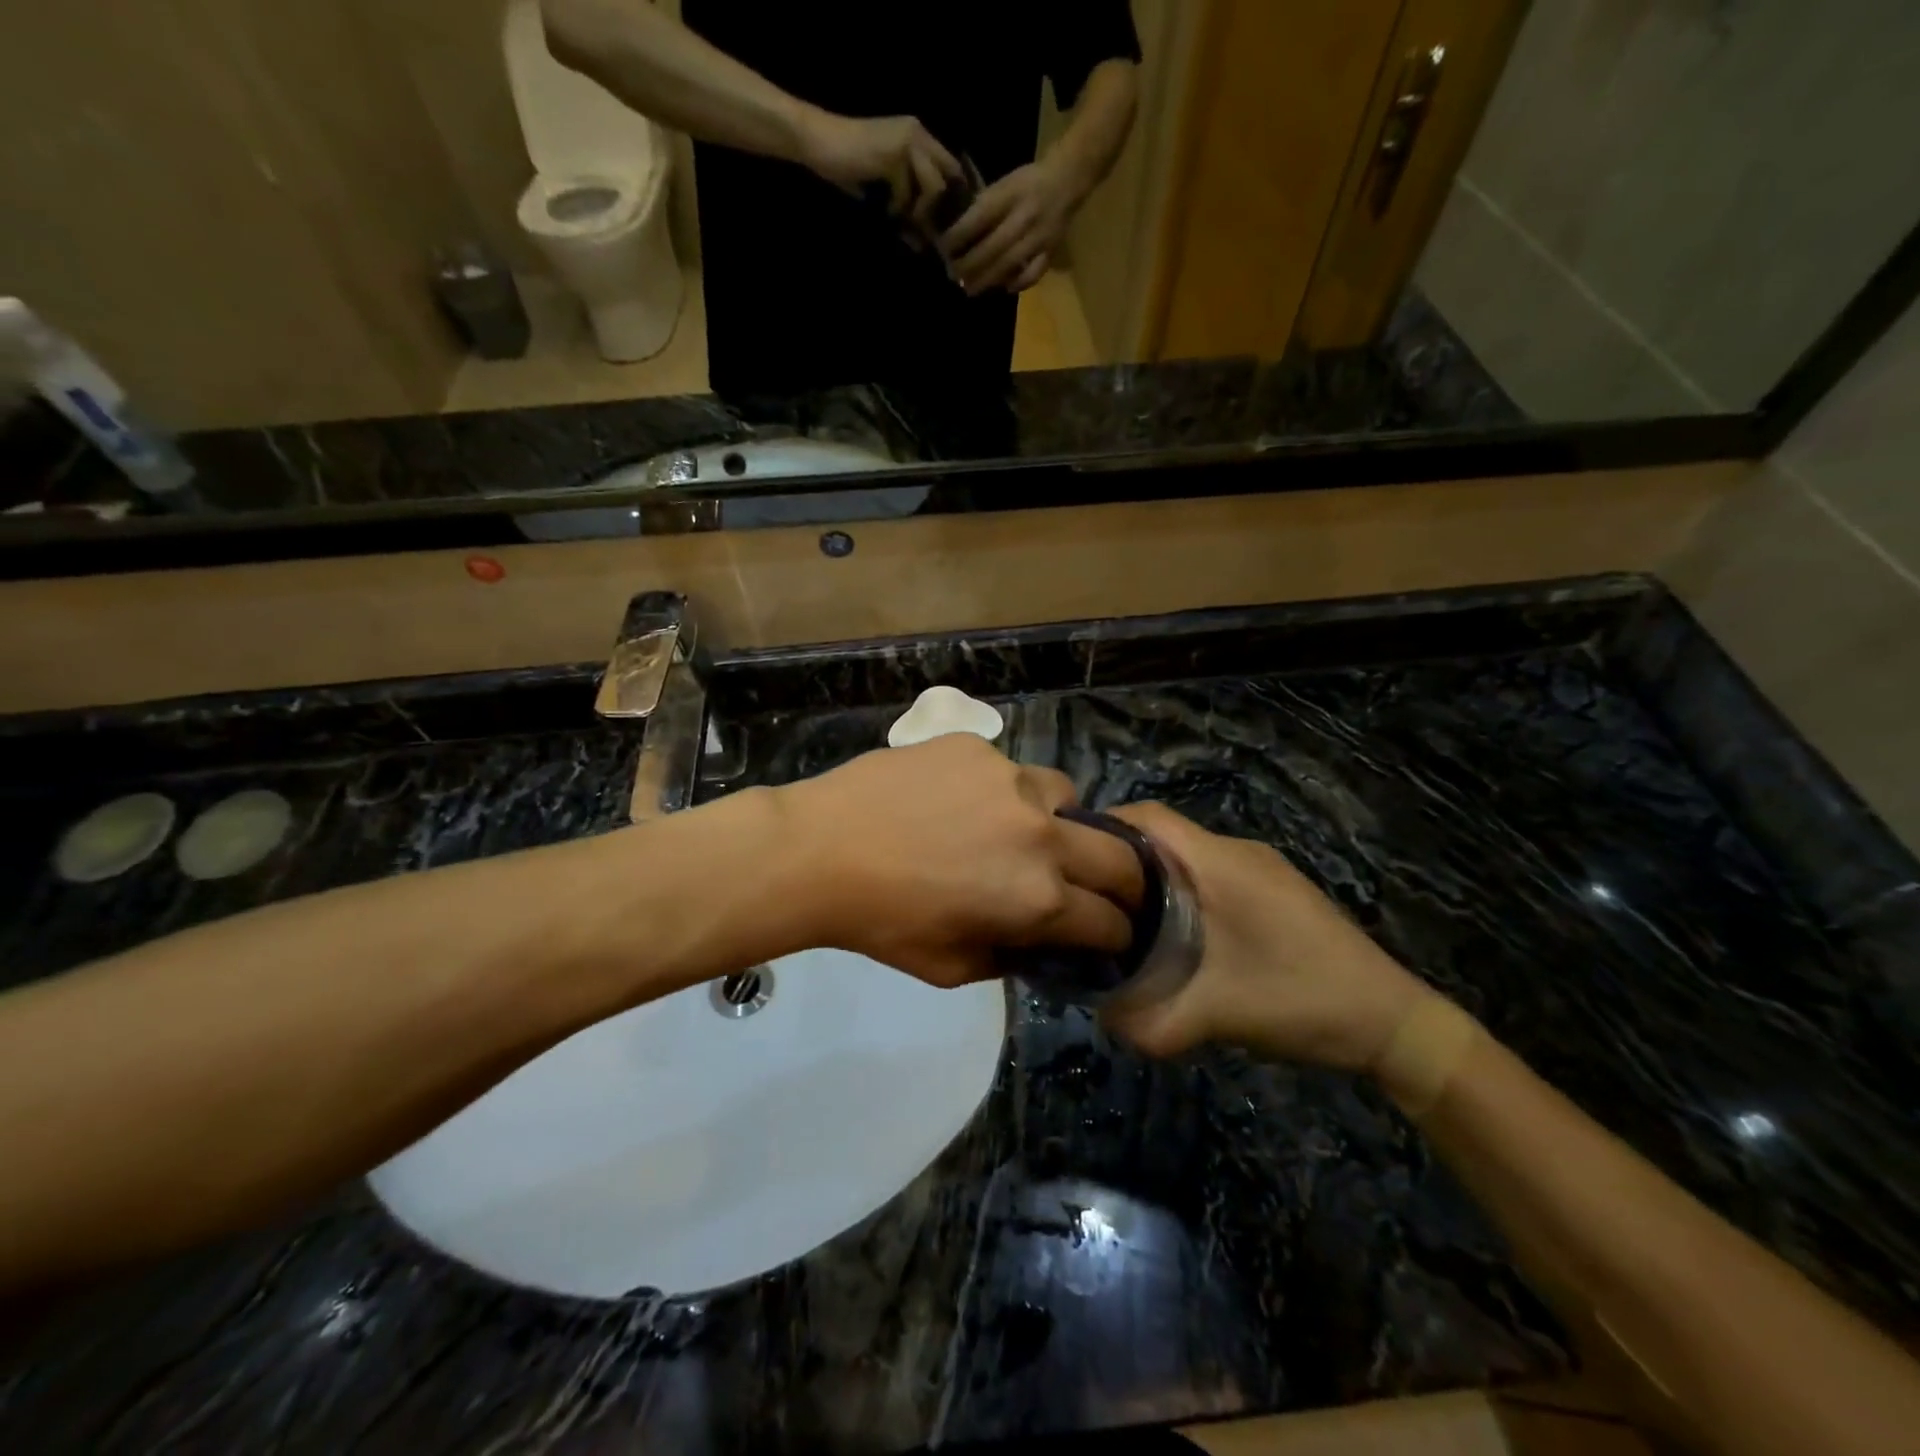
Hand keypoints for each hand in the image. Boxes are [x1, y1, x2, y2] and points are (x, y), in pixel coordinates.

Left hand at [770, 736, 1144, 987]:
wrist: (820, 850)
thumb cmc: (882, 923)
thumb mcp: (952, 968)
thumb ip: (1012, 957)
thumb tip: (1039, 940)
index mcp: (1039, 899)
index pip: (1109, 921)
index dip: (1117, 934)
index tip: (1113, 934)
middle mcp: (1041, 834)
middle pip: (1119, 857)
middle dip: (1126, 882)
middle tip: (1107, 888)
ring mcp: (1011, 780)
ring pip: (1068, 797)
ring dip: (1064, 822)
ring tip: (1028, 830)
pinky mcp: (978, 748)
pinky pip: (1012, 771)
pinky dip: (1007, 793)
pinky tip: (966, 803)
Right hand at [796, 110, 964, 241]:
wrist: (818, 142)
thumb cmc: (849, 167)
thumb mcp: (885, 192)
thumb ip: (907, 210)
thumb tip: (923, 243)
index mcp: (919, 137)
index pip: (953, 167)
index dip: (956, 198)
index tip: (946, 224)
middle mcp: (918, 133)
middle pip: (951, 179)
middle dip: (941, 210)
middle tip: (922, 229)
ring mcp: (907, 141)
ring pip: (934, 188)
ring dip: (919, 211)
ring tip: (898, 215)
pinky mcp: (893, 154)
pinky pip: (908, 194)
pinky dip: (896, 208)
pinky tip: (883, 207)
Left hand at [940, 156, 1080, 294]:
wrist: (1068, 180)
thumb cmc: (1029, 182)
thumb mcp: (1004, 183)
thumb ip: (985, 205)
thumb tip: (959, 231)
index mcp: (1010, 194)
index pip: (979, 218)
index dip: (959, 236)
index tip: (944, 249)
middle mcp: (1024, 217)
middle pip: (992, 247)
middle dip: (969, 265)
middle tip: (953, 276)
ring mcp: (1039, 237)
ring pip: (1009, 264)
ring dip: (987, 279)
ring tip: (970, 289)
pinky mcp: (1050, 251)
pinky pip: (1033, 274)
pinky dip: (1018, 284)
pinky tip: (1004, 288)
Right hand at [1100, 804, 1427, 1070]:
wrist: (1394, 1023)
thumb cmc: (1301, 1000)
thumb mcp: (1215, 1016)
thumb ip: (1149, 1021)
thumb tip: (1099, 1017)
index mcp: (1220, 862)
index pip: (1148, 816)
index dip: (1104, 827)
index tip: (1071, 861)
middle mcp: (1238, 852)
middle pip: (1163, 835)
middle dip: (1120, 860)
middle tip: (1087, 899)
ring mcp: (1261, 869)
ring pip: (1187, 856)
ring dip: (1152, 878)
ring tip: (1120, 918)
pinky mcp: (1275, 891)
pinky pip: (1211, 874)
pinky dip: (1181, 892)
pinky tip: (1175, 935)